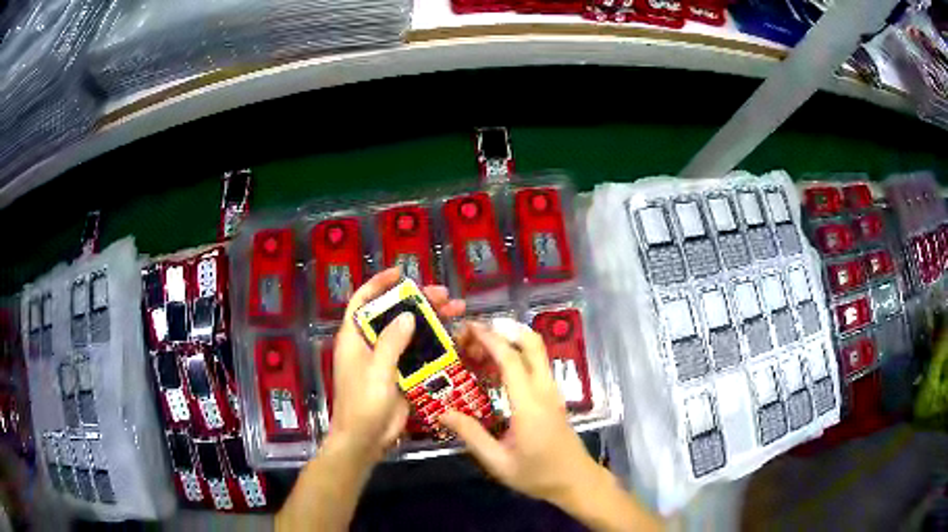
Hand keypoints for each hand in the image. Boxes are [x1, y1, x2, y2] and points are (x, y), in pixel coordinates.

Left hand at [328, 268, 465, 461]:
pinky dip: (434, 345)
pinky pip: (418, 353)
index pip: (362, 301)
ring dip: (431, 321)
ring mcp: (386, 359)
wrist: (365, 440)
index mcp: (355, 338)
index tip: (401, 273)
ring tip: (457, 311)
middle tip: (445, 296)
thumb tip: (409, 315)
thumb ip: (391, 342)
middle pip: (393, 314)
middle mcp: (370, 344)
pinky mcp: (400, 374)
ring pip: (409, 332)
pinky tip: (454, 339)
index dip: (379, 284)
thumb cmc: (363, 404)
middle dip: (418, 301)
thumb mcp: (376, 372)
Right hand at [442, 323, 602, 506]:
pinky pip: (537, 365)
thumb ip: (471, 435)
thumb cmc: (537, 474)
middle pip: (532, 343)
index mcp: (529, 405)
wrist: (576, 481)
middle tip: (474, 335)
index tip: (467, 329)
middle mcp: (544, 390)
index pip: (511, 359)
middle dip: (504, 330)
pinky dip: (518, 355)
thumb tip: (442, 413)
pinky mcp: (555, 397)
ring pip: (537, 351)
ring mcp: (553, 391)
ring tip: (480, 350)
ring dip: (510, 341)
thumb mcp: (498, 462)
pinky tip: (496, 369)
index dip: (489, 339)